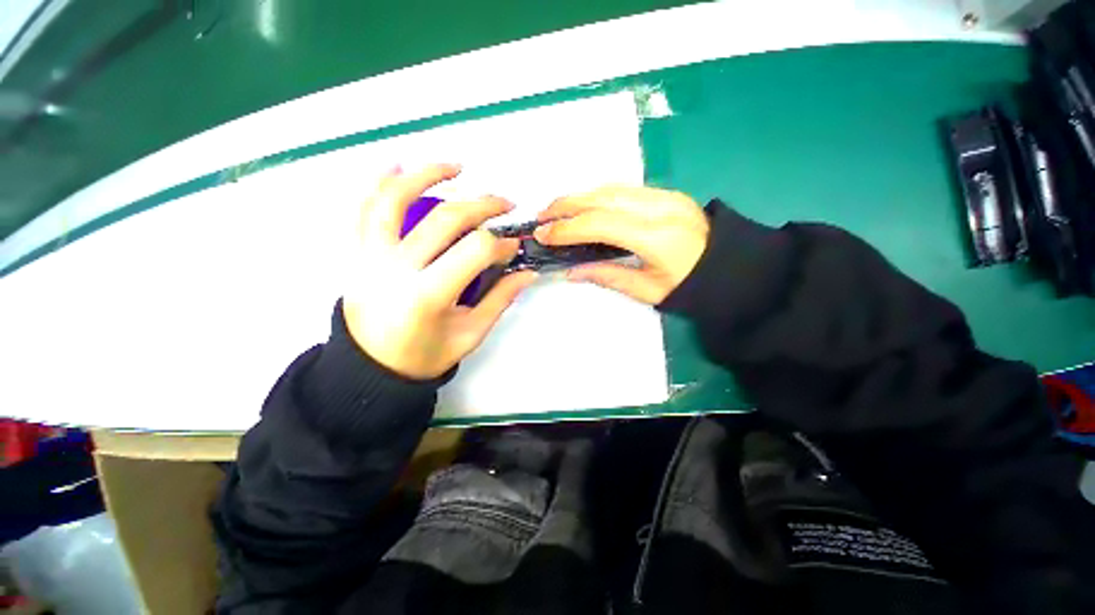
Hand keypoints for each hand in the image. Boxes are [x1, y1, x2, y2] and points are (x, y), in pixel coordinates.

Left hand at [343, 164, 536, 379]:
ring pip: (396, 200)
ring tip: (456, 167)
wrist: (371, 367)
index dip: (500, 244)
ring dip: (428, 174)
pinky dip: (380, 183)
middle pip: (446, 219)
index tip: (513, 246)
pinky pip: (365, 209)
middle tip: (505, 204)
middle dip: (483, 206)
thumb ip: (500, 300)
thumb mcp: (470, 334)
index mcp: (428, 295)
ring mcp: (370, 255)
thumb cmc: (424, 355)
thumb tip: (527, 273)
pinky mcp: (357, 252)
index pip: (474, 251)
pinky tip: (399, 166)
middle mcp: (396, 268)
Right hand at [534, 185, 708, 303]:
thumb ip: (607, 276)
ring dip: (579, 196)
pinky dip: (598, 195)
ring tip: (557, 210)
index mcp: (656, 237)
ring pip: (611, 188)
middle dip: (566, 204)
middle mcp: (659, 208)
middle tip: (542, 216)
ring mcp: (665, 196)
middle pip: (602, 197)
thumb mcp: (647, 291)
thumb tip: (570, 271)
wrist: (732, 268)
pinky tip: (584, 205)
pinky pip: (624, 189)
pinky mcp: (666, 193)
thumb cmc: (690, 287)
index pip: (600, 224)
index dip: (567, 228)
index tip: (543, 234)